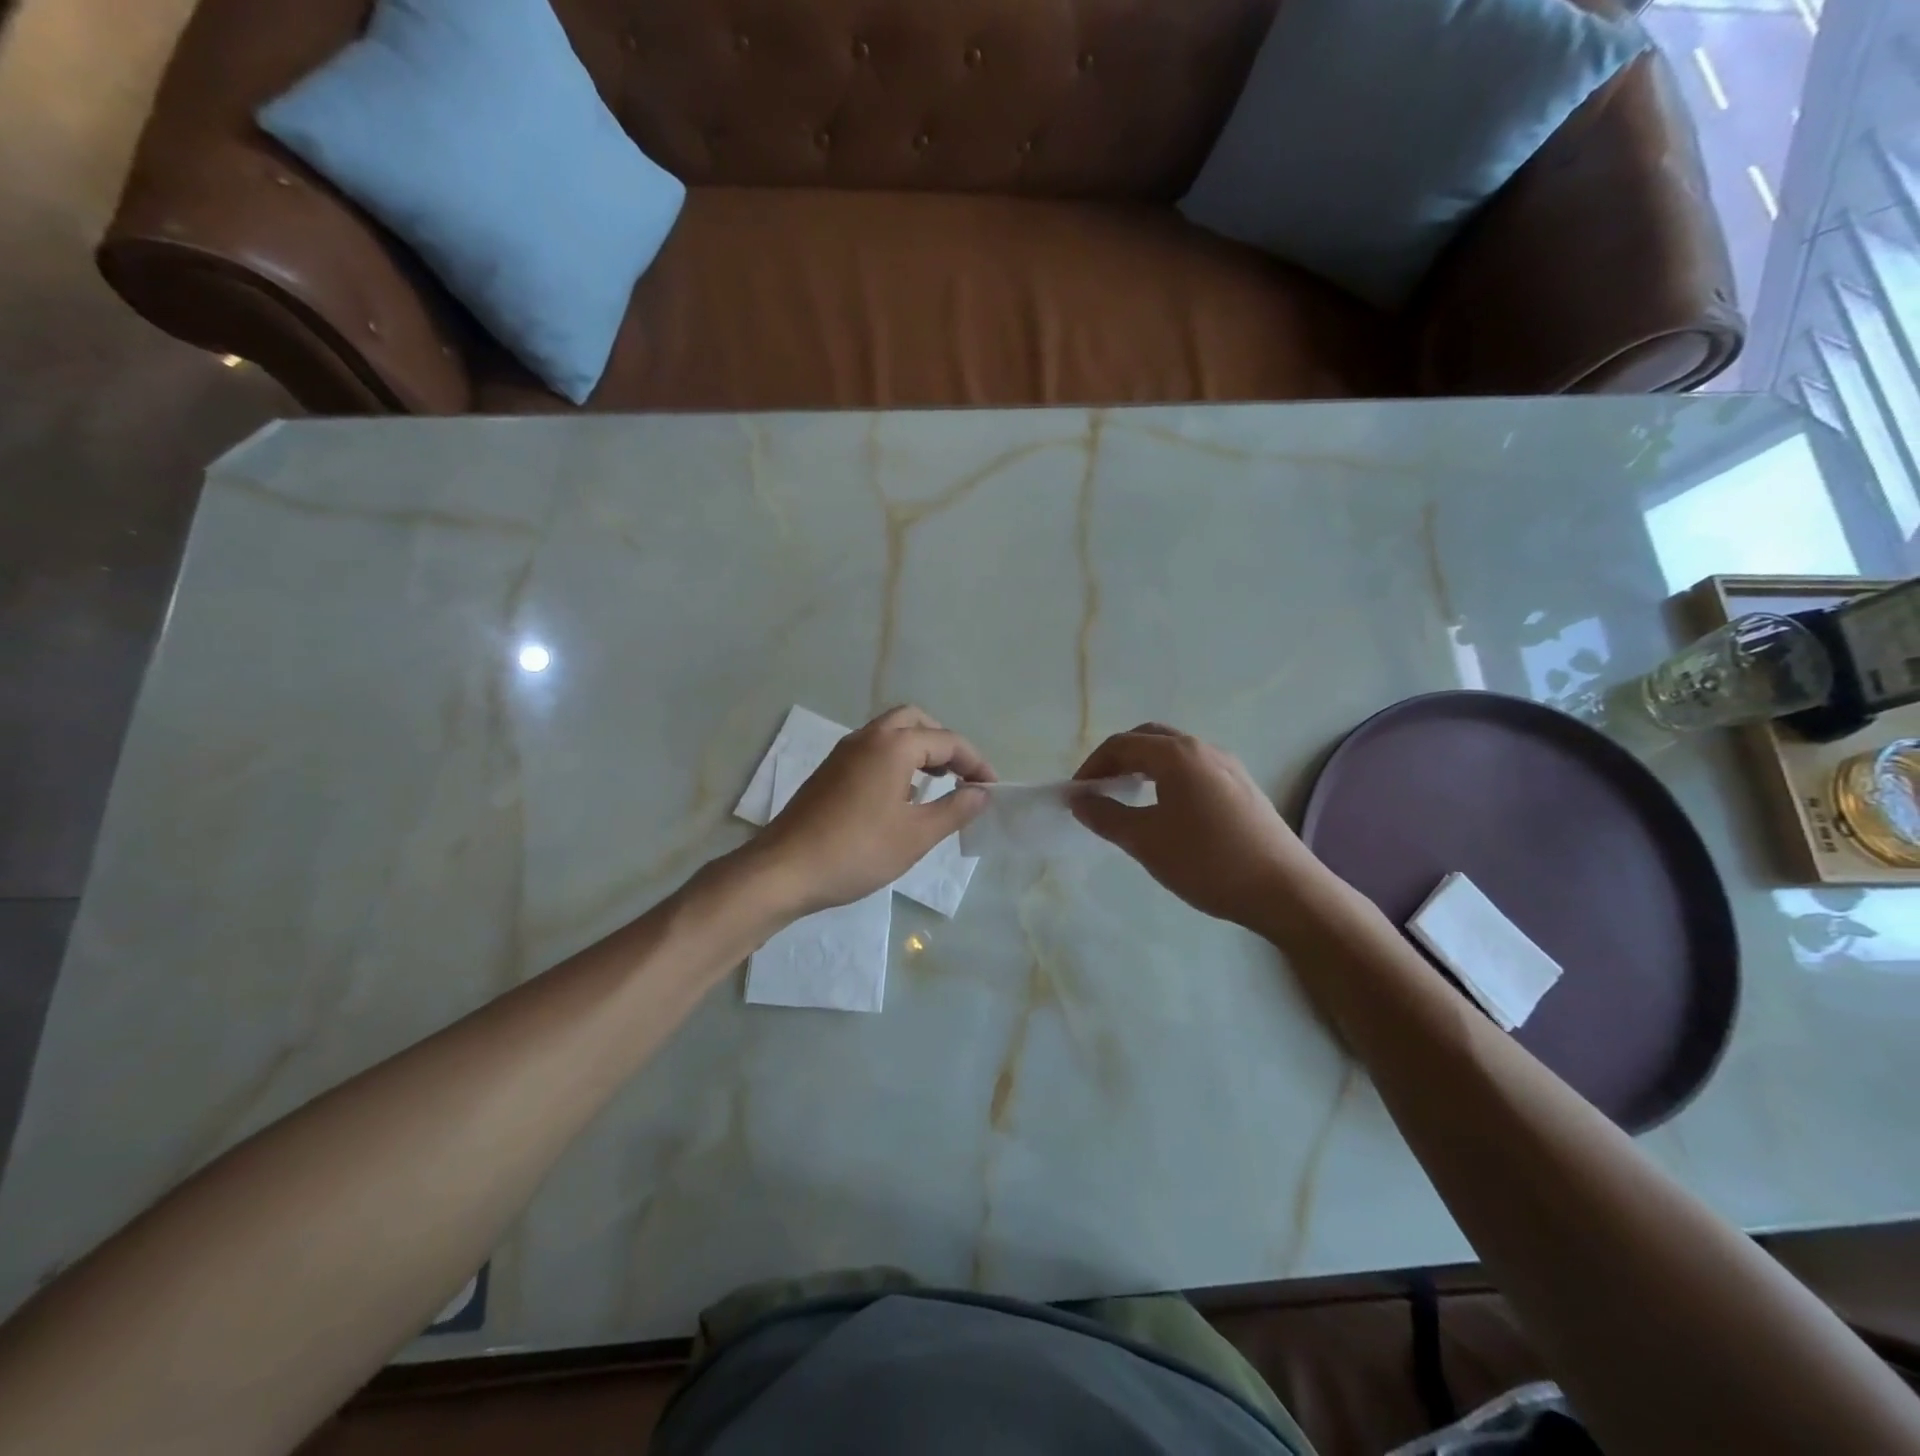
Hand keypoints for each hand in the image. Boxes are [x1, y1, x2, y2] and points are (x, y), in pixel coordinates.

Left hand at [746, 706, 995, 916]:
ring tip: (938, 784)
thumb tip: (982, 793)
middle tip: (961, 775)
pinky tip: (902, 795)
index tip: (991, 788)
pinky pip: (873, 749)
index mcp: (893, 746)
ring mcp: (844, 752)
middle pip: (916, 721)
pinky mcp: (830, 770)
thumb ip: (954, 809)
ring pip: (891, 732)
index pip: (947, 740)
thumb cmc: (857, 851)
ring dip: (919, 748)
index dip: (975, 762)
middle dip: (944, 743)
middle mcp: (868, 737)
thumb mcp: (916, 836)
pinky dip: (896, 759)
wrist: (785, 870)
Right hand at [1071, 723, 1330, 933]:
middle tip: (1099, 790)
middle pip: (1149, 739)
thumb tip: (1079, 800)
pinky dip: (1168, 778)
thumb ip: (1106, 816)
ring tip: (1128, 799)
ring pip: (1174, 753)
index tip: (1076, 796)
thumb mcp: (1146, 841)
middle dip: (1118, 759)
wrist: (1285, 890)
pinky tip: (1166, 811)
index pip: (1122, 744)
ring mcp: (1228, 766)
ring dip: (1144, 768)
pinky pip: (1194, 769)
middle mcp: (1204, 749)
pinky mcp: (1242, 787)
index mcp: (1177, 755)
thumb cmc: (1207, 862)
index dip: (1092, 766)